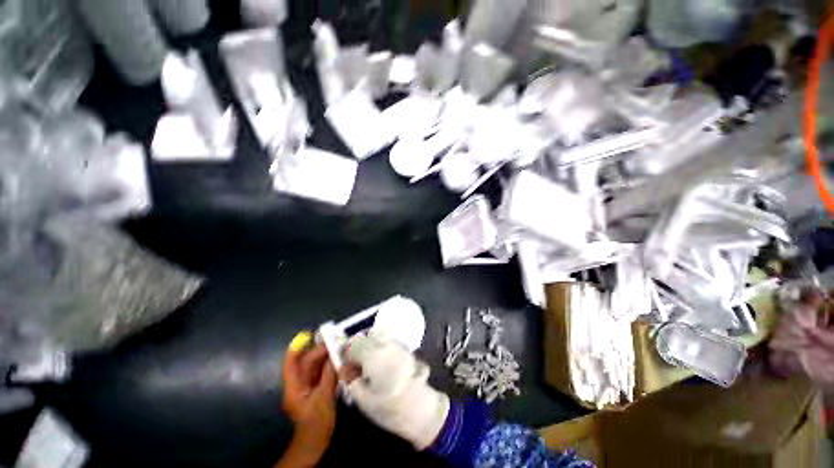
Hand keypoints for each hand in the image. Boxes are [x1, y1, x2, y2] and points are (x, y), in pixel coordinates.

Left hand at [277, 334, 337, 467]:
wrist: (316, 443)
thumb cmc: (316, 423)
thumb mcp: (323, 398)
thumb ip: (329, 375)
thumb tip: (335, 355)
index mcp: (294, 387)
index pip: (291, 363)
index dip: (297, 348)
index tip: (308, 335)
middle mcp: (298, 384)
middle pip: (306, 362)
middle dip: (319, 351)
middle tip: (336, 341)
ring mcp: (307, 387)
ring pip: (314, 367)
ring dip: (326, 357)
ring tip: (340, 347)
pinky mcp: (315, 390)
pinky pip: (321, 373)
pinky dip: (329, 366)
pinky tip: (340, 360)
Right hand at [342, 335, 448, 449]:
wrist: (421, 408)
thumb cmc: (389, 408)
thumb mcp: (363, 399)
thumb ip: (350, 379)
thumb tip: (344, 366)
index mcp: (374, 354)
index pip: (354, 343)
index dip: (346, 353)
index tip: (345, 365)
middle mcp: (386, 345)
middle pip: (366, 337)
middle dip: (358, 349)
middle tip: (356, 368)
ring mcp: (397, 345)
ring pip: (377, 339)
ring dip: (369, 348)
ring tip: (369, 369)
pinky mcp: (405, 349)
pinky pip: (387, 344)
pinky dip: (380, 350)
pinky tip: (381, 367)